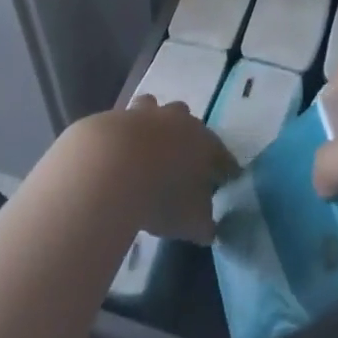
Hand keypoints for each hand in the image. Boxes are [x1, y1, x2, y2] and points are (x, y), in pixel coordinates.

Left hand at [65, 98, 236, 244]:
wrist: (111, 168)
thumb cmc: (162, 195)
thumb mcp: (192, 221)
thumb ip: (204, 224)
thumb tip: (208, 227)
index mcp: (203, 141)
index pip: (222, 154)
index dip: (225, 168)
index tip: (226, 179)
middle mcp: (178, 120)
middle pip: (188, 122)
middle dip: (186, 138)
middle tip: (181, 162)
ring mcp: (145, 114)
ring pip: (154, 110)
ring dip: (153, 125)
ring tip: (146, 150)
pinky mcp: (116, 116)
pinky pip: (124, 122)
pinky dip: (124, 135)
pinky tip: (118, 154)